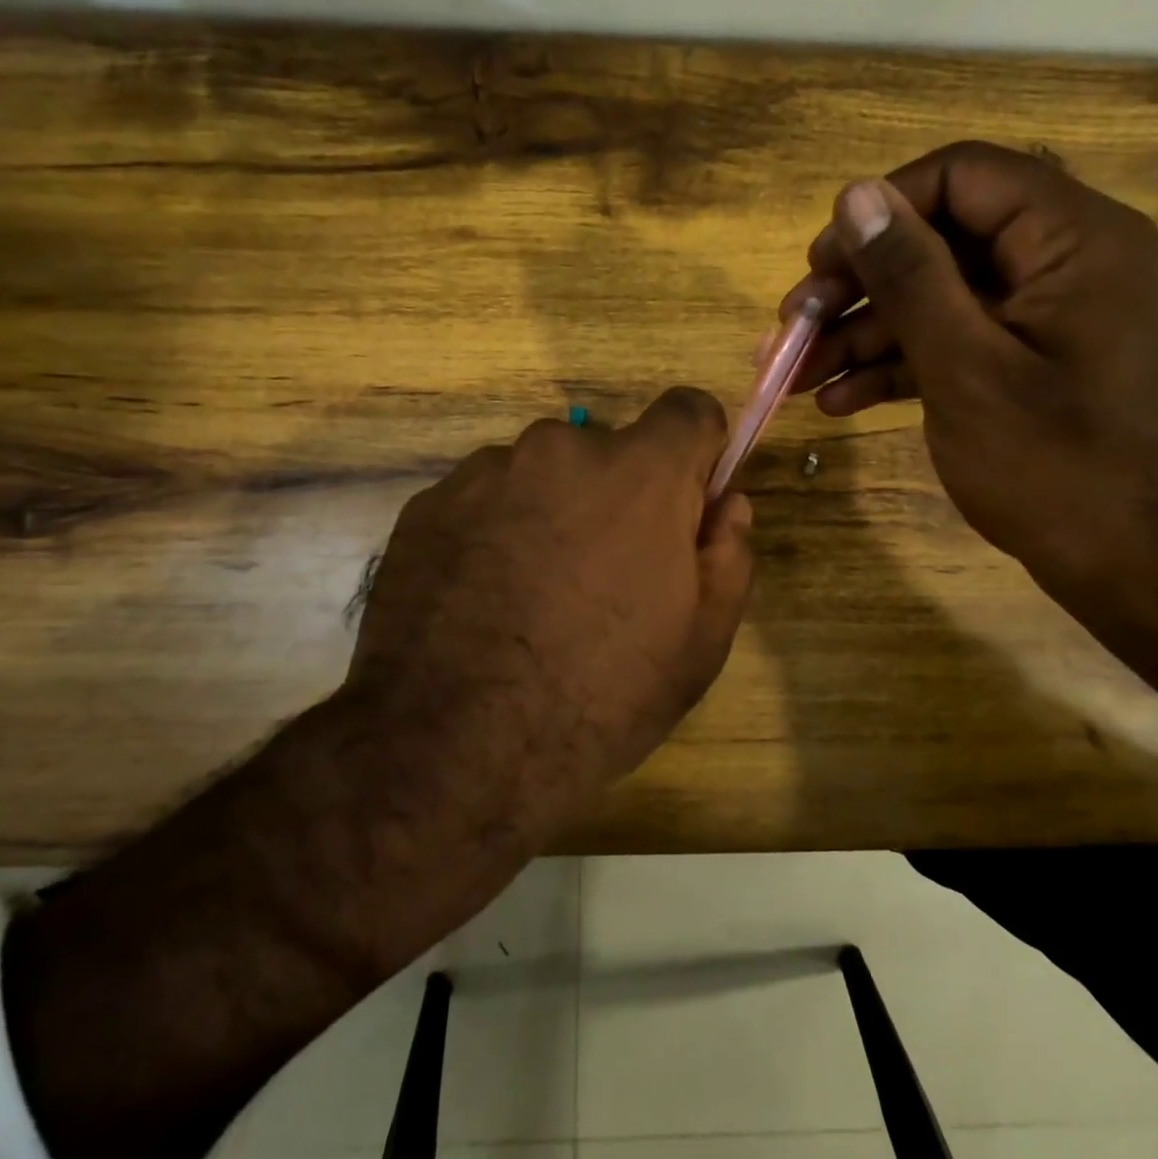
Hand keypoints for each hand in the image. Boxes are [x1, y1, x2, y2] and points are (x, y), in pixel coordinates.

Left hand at [343, 385, 754, 849]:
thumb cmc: (600, 696)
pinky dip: (495, 531)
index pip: (688, 410)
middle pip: (608, 449)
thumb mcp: (700, 641)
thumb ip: (729, 554)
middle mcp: (560, 448)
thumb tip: (727, 503)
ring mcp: (485, 472)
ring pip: (542, 474)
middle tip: (603, 574)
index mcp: (639, 472)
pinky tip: (482, 600)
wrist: (452, 748)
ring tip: (533, 594)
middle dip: (617, 495)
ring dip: (551, 512)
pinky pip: (485, 500)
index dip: (696, 451)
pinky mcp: (428, 503)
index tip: (686, 500)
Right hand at [782, 141, 1157, 616]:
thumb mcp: (966, 368)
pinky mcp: (1026, 363)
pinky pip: (953, 342)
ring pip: (937, 298)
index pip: (961, 177)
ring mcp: (1043, 317)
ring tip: (798, 374)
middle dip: (859, 285)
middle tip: (794, 325)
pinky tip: (839, 402)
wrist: (1139, 567)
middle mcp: (1061, 262)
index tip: (819, 263)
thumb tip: (856, 195)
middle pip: (940, 241)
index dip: (881, 210)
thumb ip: (910, 277)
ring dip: (863, 333)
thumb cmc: (1057, 467)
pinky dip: (897, 367)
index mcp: (1070, 239)